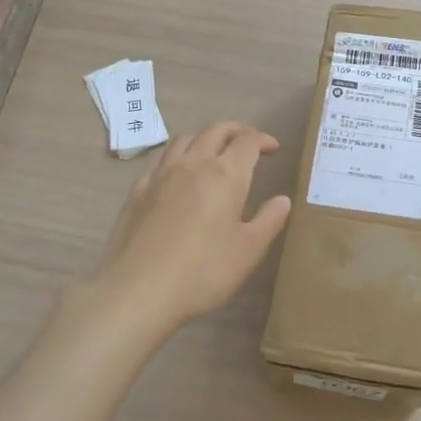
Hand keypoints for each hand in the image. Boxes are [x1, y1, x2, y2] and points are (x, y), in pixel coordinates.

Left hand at [93, 121, 292, 328]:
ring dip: (204, 138)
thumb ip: (268, 220)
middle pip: (215, 130)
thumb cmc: (203, 272)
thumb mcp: (248, 250)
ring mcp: (161, 175)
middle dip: (235, 130)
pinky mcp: (138, 191)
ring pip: (184, 139)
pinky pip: (160, 160)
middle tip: (247, 142)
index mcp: (225, 175)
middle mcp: (193, 164)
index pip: (247, 141)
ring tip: (213, 152)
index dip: (263, 139)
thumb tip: (282, 200)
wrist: (139, 290)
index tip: (273, 148)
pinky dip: (177, 157)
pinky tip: (178, 174)